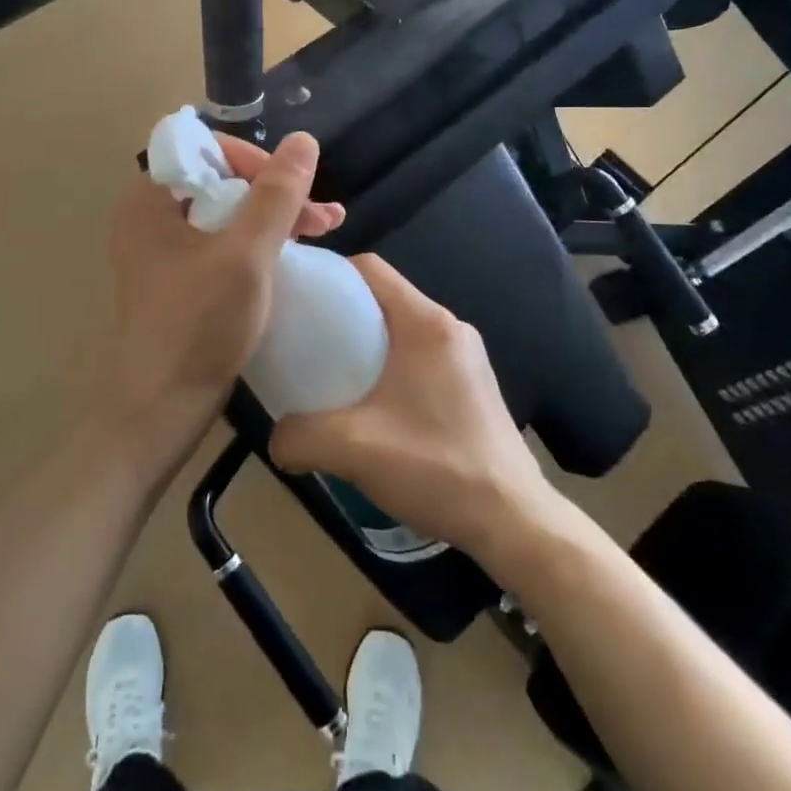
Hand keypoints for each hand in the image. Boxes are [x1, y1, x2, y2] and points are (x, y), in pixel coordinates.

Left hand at [103, 131, 342, 455]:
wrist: (161, 410)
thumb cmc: (198, 324)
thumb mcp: (246, 254)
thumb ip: (277, 195)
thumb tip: (304, 140)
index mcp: (149, 200)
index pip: (203, 148)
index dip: (252, 158)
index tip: (289, 186)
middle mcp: (150, 218)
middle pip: (220, 180)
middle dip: (275, 191)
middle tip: (322, 214)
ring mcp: (164, 252)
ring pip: (227, 213)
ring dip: (276, 216)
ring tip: (328, 227)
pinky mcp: (181, 280)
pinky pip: (223, 243)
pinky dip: (260, 243)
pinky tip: (298, 251)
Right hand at [269, 255, 556, 558]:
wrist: (514, 522)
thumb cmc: (437, 468)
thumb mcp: (354, 449)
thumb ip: (300, 437)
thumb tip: (275, 439)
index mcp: (426, 323)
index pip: (370, 268)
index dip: (328, 274)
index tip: (297, 299)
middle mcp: (450, 327)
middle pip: (383, 298)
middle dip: (341, 312)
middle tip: (305, 342)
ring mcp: (466, 356)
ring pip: (401, 329)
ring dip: (365, 343)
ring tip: (331, 376)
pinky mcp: (473, 385)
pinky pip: (419, 356)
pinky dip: (389, 366)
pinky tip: (372, 407)